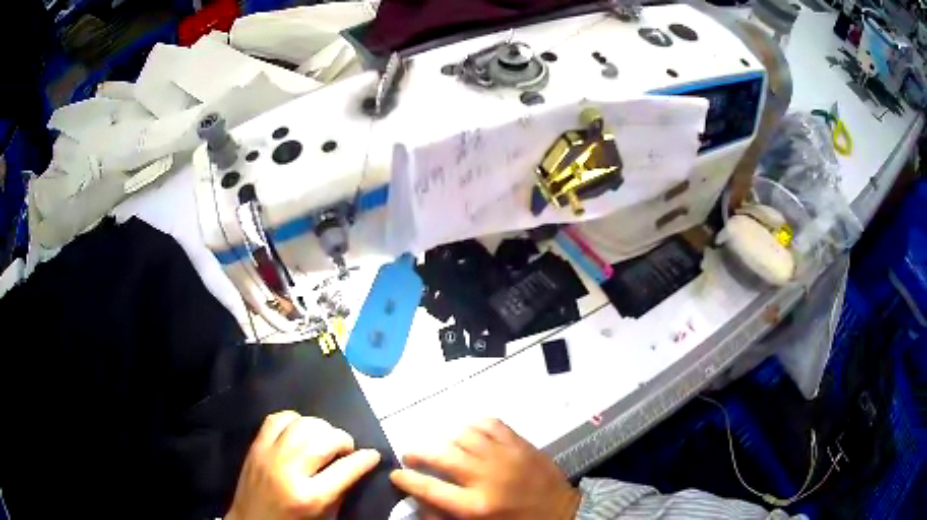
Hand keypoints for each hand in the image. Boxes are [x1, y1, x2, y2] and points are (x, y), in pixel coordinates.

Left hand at [226, 411, 380, 519]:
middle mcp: (288, 471)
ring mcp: (268, 455)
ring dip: (321, 428)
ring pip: (302, 423)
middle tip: (346, 450)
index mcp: (309, 497)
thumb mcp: (324, 516)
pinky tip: (300, 431)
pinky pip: (277, 418)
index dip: (365, 459)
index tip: (374, 455)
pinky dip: (294, 420)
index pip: (346, 469)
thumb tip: (357, 465)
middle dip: (343, 440)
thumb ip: (341, 490)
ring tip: (324, 440)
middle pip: (324, 439)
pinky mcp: (255, 446)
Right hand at [390, 418, 579, 518]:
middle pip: (441, 455)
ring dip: (447, 440)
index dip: (406, 479)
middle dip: (418, 453)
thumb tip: (419, 503)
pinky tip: (471, 434)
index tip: (396, 474)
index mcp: (475, 505)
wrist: (563, 513)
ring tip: (445, 448)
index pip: (429, 488)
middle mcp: (486, 476)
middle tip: (412, 456)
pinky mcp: (520, 443)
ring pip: (463, 435)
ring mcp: (505, 456)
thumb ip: (446, 518)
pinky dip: (474, 425)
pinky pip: (490, 424)